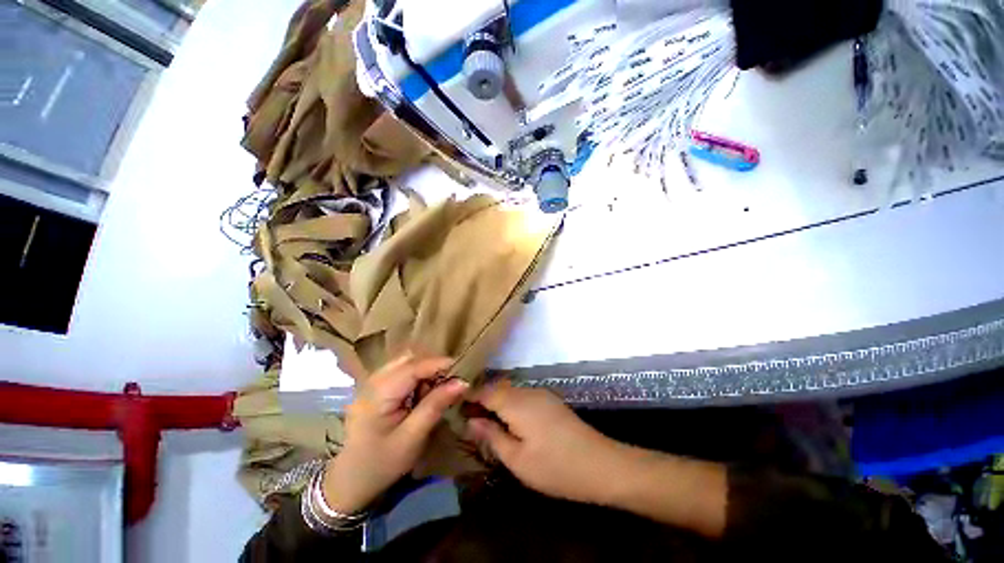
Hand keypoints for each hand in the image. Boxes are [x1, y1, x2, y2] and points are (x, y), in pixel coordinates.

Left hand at [322, 354, 467, 513]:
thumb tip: (462, 382)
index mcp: (378, 394)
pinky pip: (399, 372)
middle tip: (450, 383)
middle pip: (408, 359)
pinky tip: (420, 394)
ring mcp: (371, 383)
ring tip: (435, 391)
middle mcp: (372, 381)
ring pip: (405, 363)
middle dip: (433, 367)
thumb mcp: (413, 438)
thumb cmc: (382, 464)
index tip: (463, 370)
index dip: (440, 364)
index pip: (413, 366)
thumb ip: (436, 405)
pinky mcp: (374, 388)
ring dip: (424, 371)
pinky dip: (415, 377)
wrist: (350, 481)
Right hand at [466, 380, 621, 504]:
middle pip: (497, 387)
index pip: (485, 391)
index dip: (469, 396)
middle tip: (467, 416)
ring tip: (484, 418)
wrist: (600, 464)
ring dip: (495, 400)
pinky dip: (510, 402)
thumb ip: (492, 436)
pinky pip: (522, 395)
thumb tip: (471, 421)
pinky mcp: (550, 401)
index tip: (455, 405)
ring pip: (510, 390)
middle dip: (481, 398)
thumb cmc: (555, 467)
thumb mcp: (517, 459)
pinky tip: (508, 419)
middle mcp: (527, 391)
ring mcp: (541, 394)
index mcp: (516, 403)